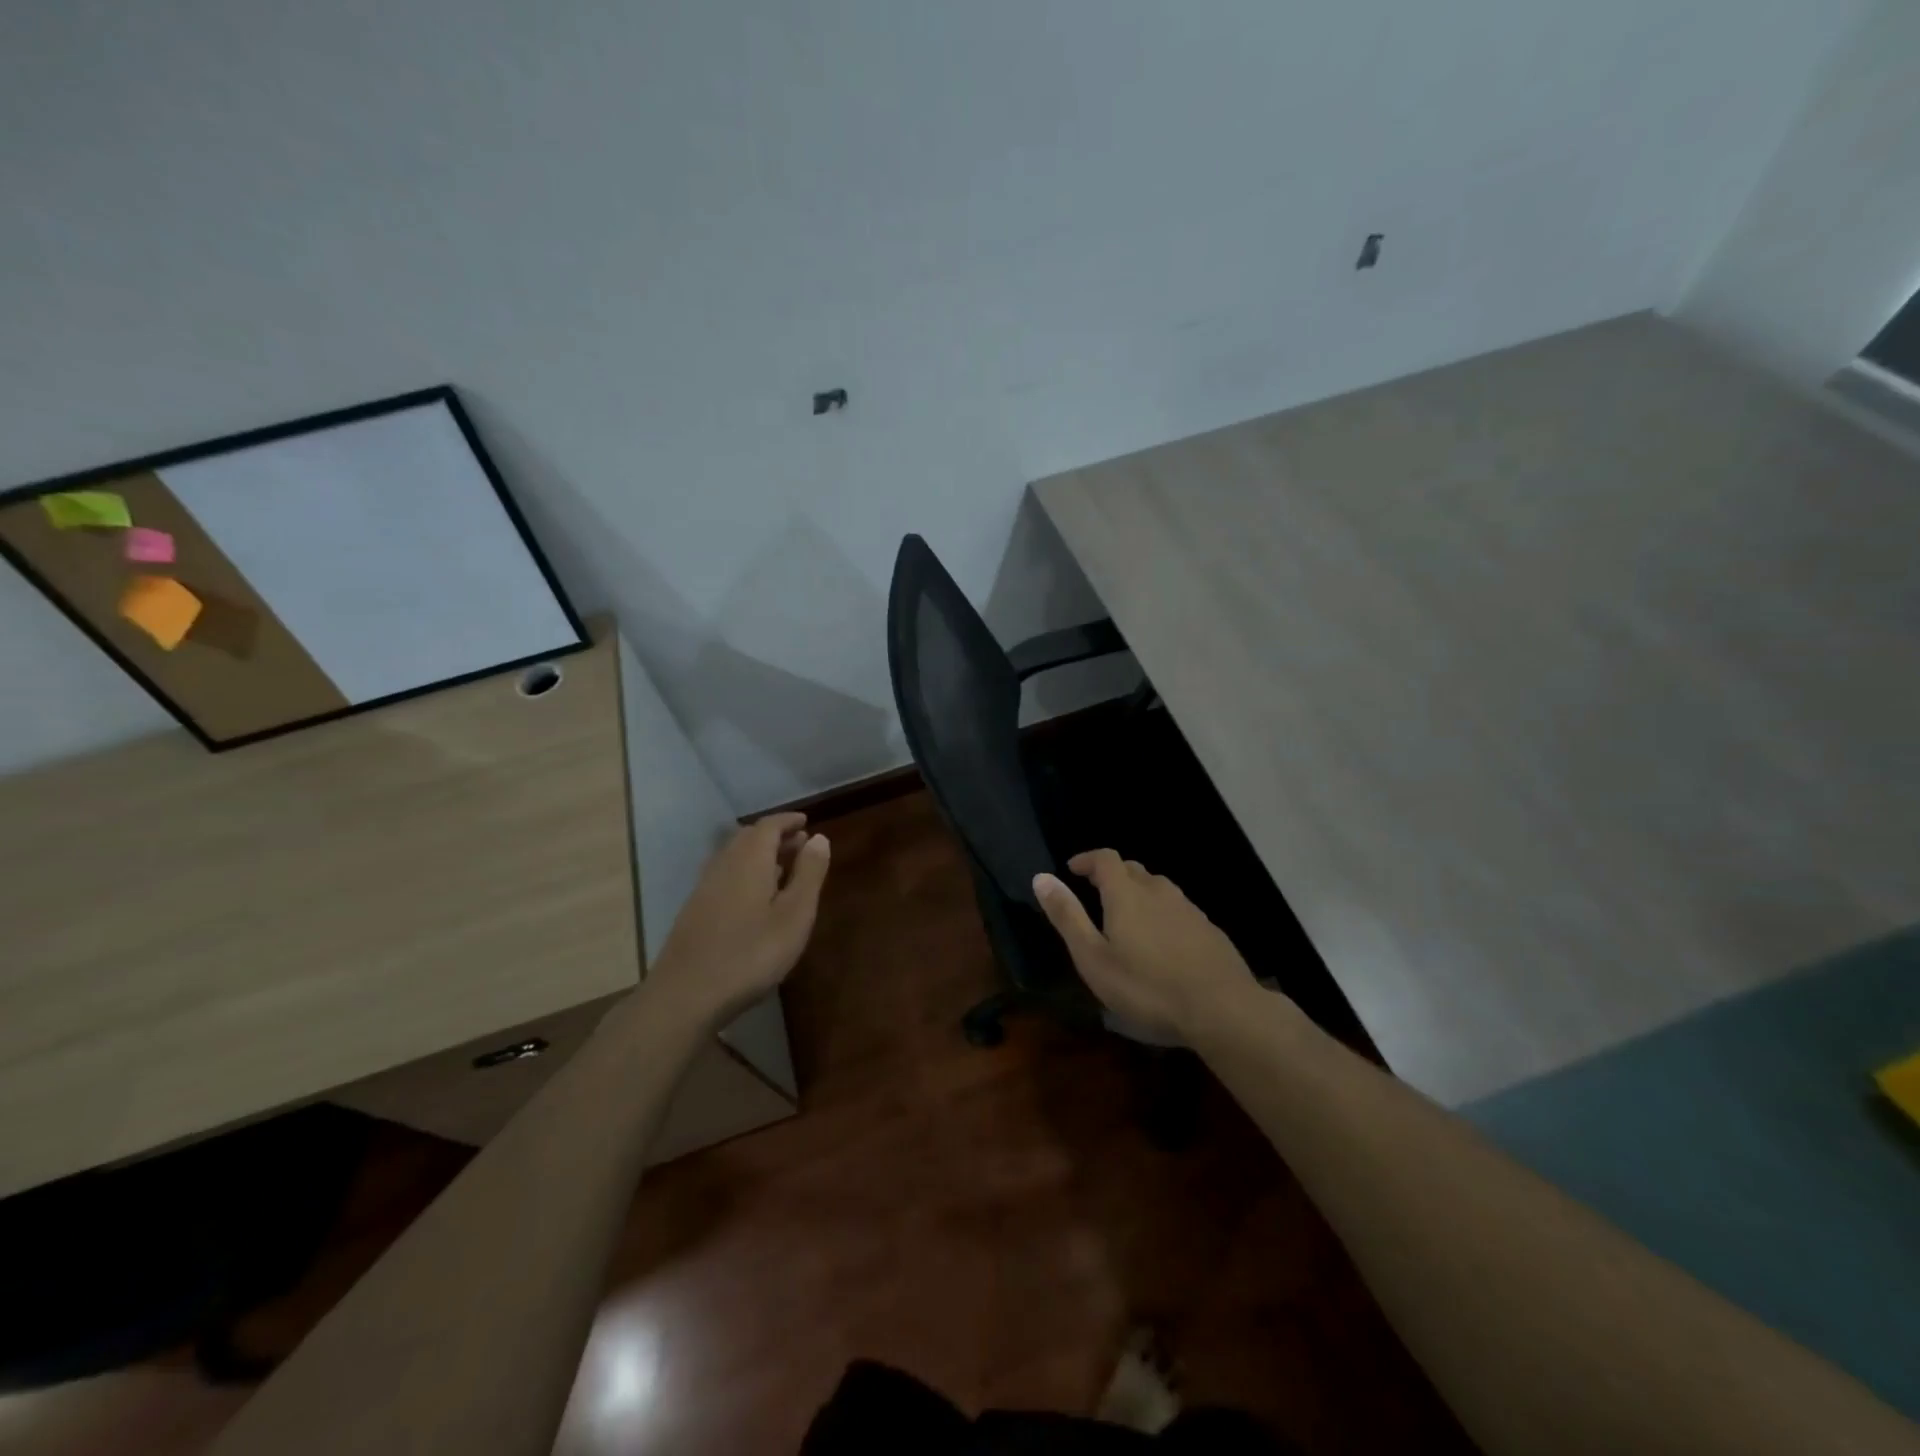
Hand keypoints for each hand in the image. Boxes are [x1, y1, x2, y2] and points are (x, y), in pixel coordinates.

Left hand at [647, 813, 830, 1027]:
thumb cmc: (751, 953)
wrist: (686, 995)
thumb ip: (809, 874)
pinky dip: (745, 872)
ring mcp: (705, 887)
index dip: (788, 821)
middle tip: (800, 844)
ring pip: (734, 856)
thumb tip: (819, 838)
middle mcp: (723, 864)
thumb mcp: (794, 915)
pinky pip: (725, 875)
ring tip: (783, 868)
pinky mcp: (695, 910)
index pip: (769, 826)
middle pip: (748, 837)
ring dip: (759, 854)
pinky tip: (756, 897)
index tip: (806, 822)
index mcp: (749, 859)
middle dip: (775, 836)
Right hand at [1033, 849, 1270, 1040]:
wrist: (1223, 1009)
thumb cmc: (1147, 987)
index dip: (1087, 859)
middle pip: (1132, 869)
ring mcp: (1188, 908)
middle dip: (1111, 875)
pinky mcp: (1209, 929)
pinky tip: (1161, 941)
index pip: (1105, 858)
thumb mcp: (1094, 958)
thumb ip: (1067, 916)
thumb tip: (1041, 877)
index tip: (1072, 870)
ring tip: (1126, 917)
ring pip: (1158, 887)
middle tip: (1094, 893)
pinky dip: (1161, 912)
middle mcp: (1158, 891)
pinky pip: (1177, 908)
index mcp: (1126, 894)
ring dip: (1137, 892)